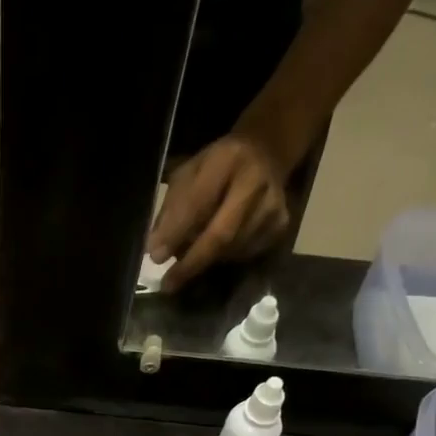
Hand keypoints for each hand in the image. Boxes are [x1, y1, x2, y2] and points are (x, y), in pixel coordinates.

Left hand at [148, 135, 290, 289]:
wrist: (265, 152)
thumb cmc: (216, 166)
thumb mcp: (188, 174)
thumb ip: (172, 209)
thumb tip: (155, 249)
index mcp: (227, 159)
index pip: (198, 202)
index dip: (176, 233)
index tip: (155, 256)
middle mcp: (256, 182)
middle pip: (221, 234)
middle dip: (192, 262)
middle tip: (169, 283)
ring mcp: (273, 205)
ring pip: (232, 250)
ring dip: (205, 261)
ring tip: (189, 260)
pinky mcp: (281, 224)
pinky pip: (246, 254)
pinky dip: (224, 259)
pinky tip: (215, 252)